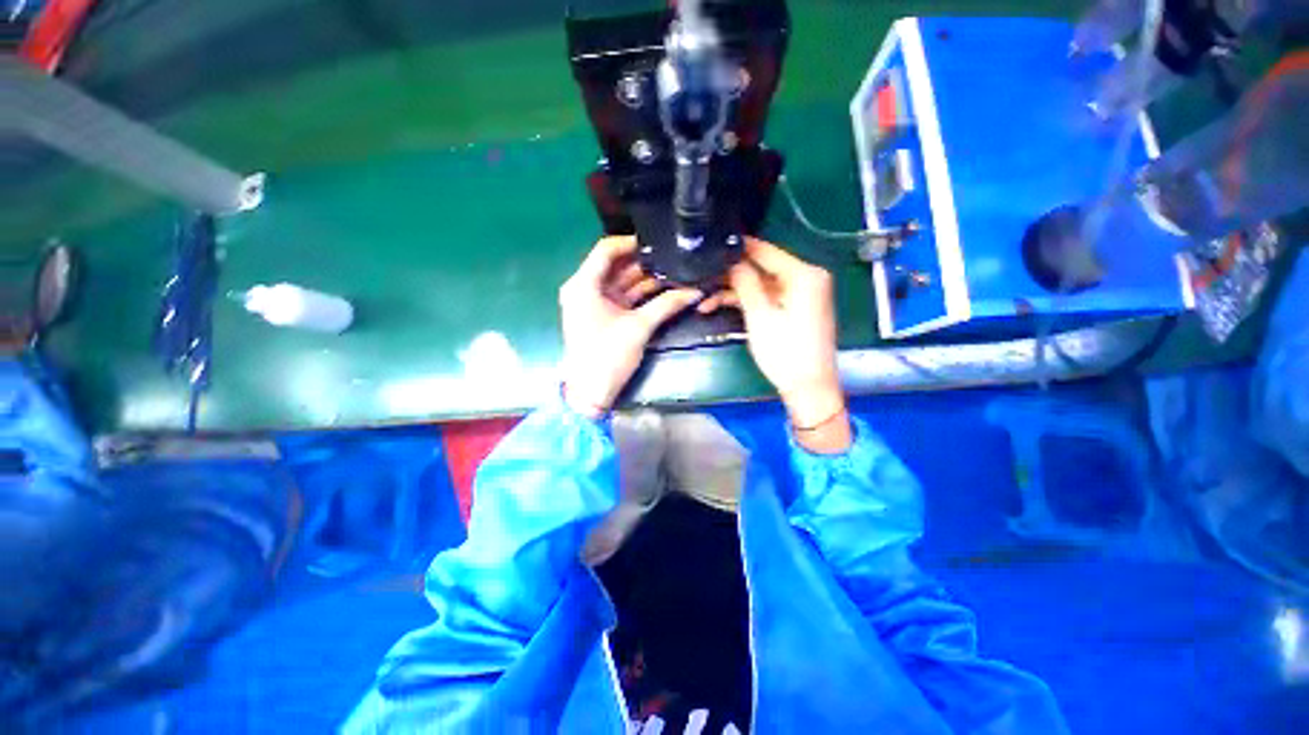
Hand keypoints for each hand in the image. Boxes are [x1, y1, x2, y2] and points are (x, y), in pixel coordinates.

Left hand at [560, 236, 701, 417]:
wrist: (591, 392)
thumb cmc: (608, 355)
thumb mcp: (639, 327)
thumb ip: (666, 304)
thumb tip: (694, 290)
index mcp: (583, 284)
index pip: (606, 250)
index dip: (631, 242)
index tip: (658, 242)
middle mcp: (584, 288)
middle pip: (615, 265)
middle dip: (644, 262)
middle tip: (672, 257)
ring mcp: (592, 302)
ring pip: (621, 282)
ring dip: (645, 279)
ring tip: (673, 271)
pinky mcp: (601, 315)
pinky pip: (622, 297)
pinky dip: (639, 294)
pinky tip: (662, 289)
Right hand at [699, 237, 849, 451]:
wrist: (809, 388)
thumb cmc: (786, 353)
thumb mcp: (760, 316)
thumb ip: (745, 283)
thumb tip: (732, 261)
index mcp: (804, 275)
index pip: (766, 251)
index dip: (739, 247)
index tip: (714, 242)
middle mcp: (807, 279)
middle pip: (762, 268)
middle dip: (732, 276)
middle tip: (704, 278)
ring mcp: (801, 295)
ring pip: (761, 285)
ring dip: (735, 292)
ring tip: (705, 300)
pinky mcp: (795, 309)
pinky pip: (768, 297)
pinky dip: (748, 302)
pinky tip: (721, 306)